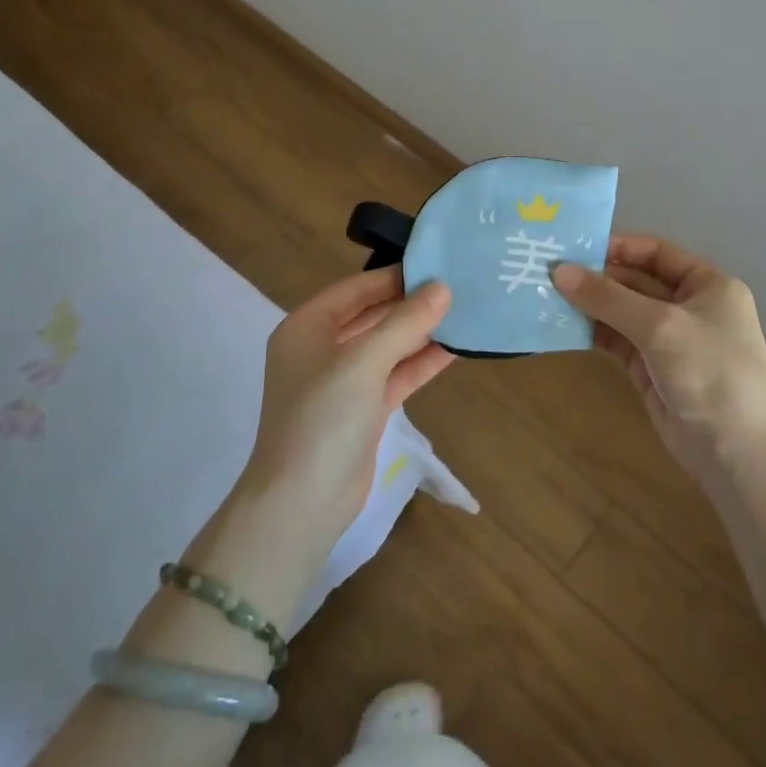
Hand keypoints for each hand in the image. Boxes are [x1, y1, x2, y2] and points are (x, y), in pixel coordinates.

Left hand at [240, 266, 453, 550]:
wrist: (302, 504)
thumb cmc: (322, 419)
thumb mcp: (363, 363)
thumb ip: (404, 323)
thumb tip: (442, 288)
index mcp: (306, 328)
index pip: (355, 289)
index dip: (392, 276)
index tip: (435, 263)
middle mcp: (321, 349)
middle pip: (371, 315)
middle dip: (410, 304)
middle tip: (456, 285)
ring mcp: (342, 382)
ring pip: (386, 347)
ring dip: (420, 333)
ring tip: (463, 311)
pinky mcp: (362, 410)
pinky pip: (394, 375)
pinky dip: (420, 363)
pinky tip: (454, 349)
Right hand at [553, 236, 765, 491]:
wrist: (739, 454)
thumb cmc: (711, 373)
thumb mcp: (660, 327)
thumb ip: (608, 298)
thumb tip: (558, 271)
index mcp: (707, 285)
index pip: (655, 252)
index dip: (617, 247)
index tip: (573, 247)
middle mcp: (688, 306)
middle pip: (635, 281)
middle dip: (596, 277)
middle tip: (547, 272)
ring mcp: (669, 340)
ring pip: (622, 312)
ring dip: (590, 305)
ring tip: (545, 295)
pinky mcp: (651, 369)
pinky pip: (617, 340)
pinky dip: (592, 332)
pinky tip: (561, 325)